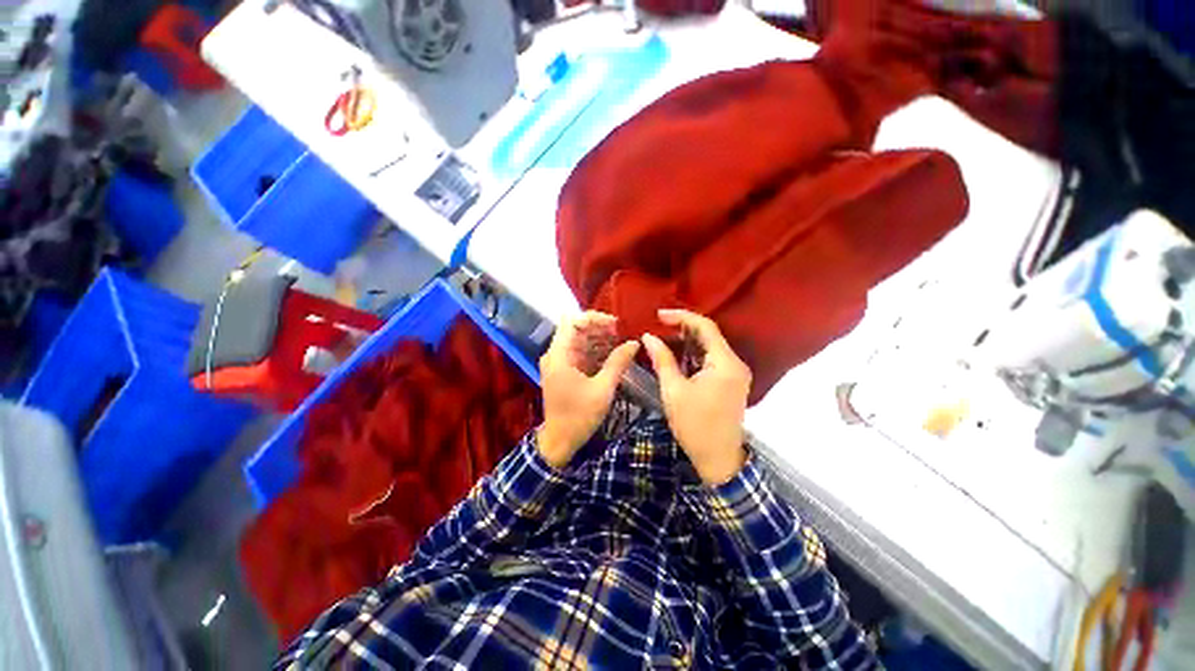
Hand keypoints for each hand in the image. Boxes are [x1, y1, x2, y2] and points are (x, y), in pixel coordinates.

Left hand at [538, 312, 639, 467]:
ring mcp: (558, 362)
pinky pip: (579, 353)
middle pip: (575, 329)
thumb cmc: (579, 416)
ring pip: (578, 340)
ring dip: (598, 338)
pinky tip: (612, 353)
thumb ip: (617, 363)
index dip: (594, 318)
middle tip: (622, 333)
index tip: (615, 324)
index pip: (572, 321)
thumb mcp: (602, 389)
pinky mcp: (563, 370)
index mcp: (559, 355)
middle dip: (599, 328)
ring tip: (621, 341)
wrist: (559, 441)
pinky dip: (594, 350)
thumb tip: (634, 343)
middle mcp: (555, 354)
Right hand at [642, 309, 750, 484]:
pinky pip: (712, 358)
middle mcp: (736, 363)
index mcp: (725, 363)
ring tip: (664, 336)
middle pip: (710, 335)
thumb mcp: (673, 391)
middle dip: (684, 327)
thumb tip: (648, 337)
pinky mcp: (731, 381)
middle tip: (658, 325)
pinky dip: (695, 353)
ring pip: (711, 346)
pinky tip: (678, 353)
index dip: (682, 317)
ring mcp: (736, 373)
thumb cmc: (694, 425)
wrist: (718, 459)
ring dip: (688, 340)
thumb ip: (662, 360)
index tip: (659, 315)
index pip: (706, 327)